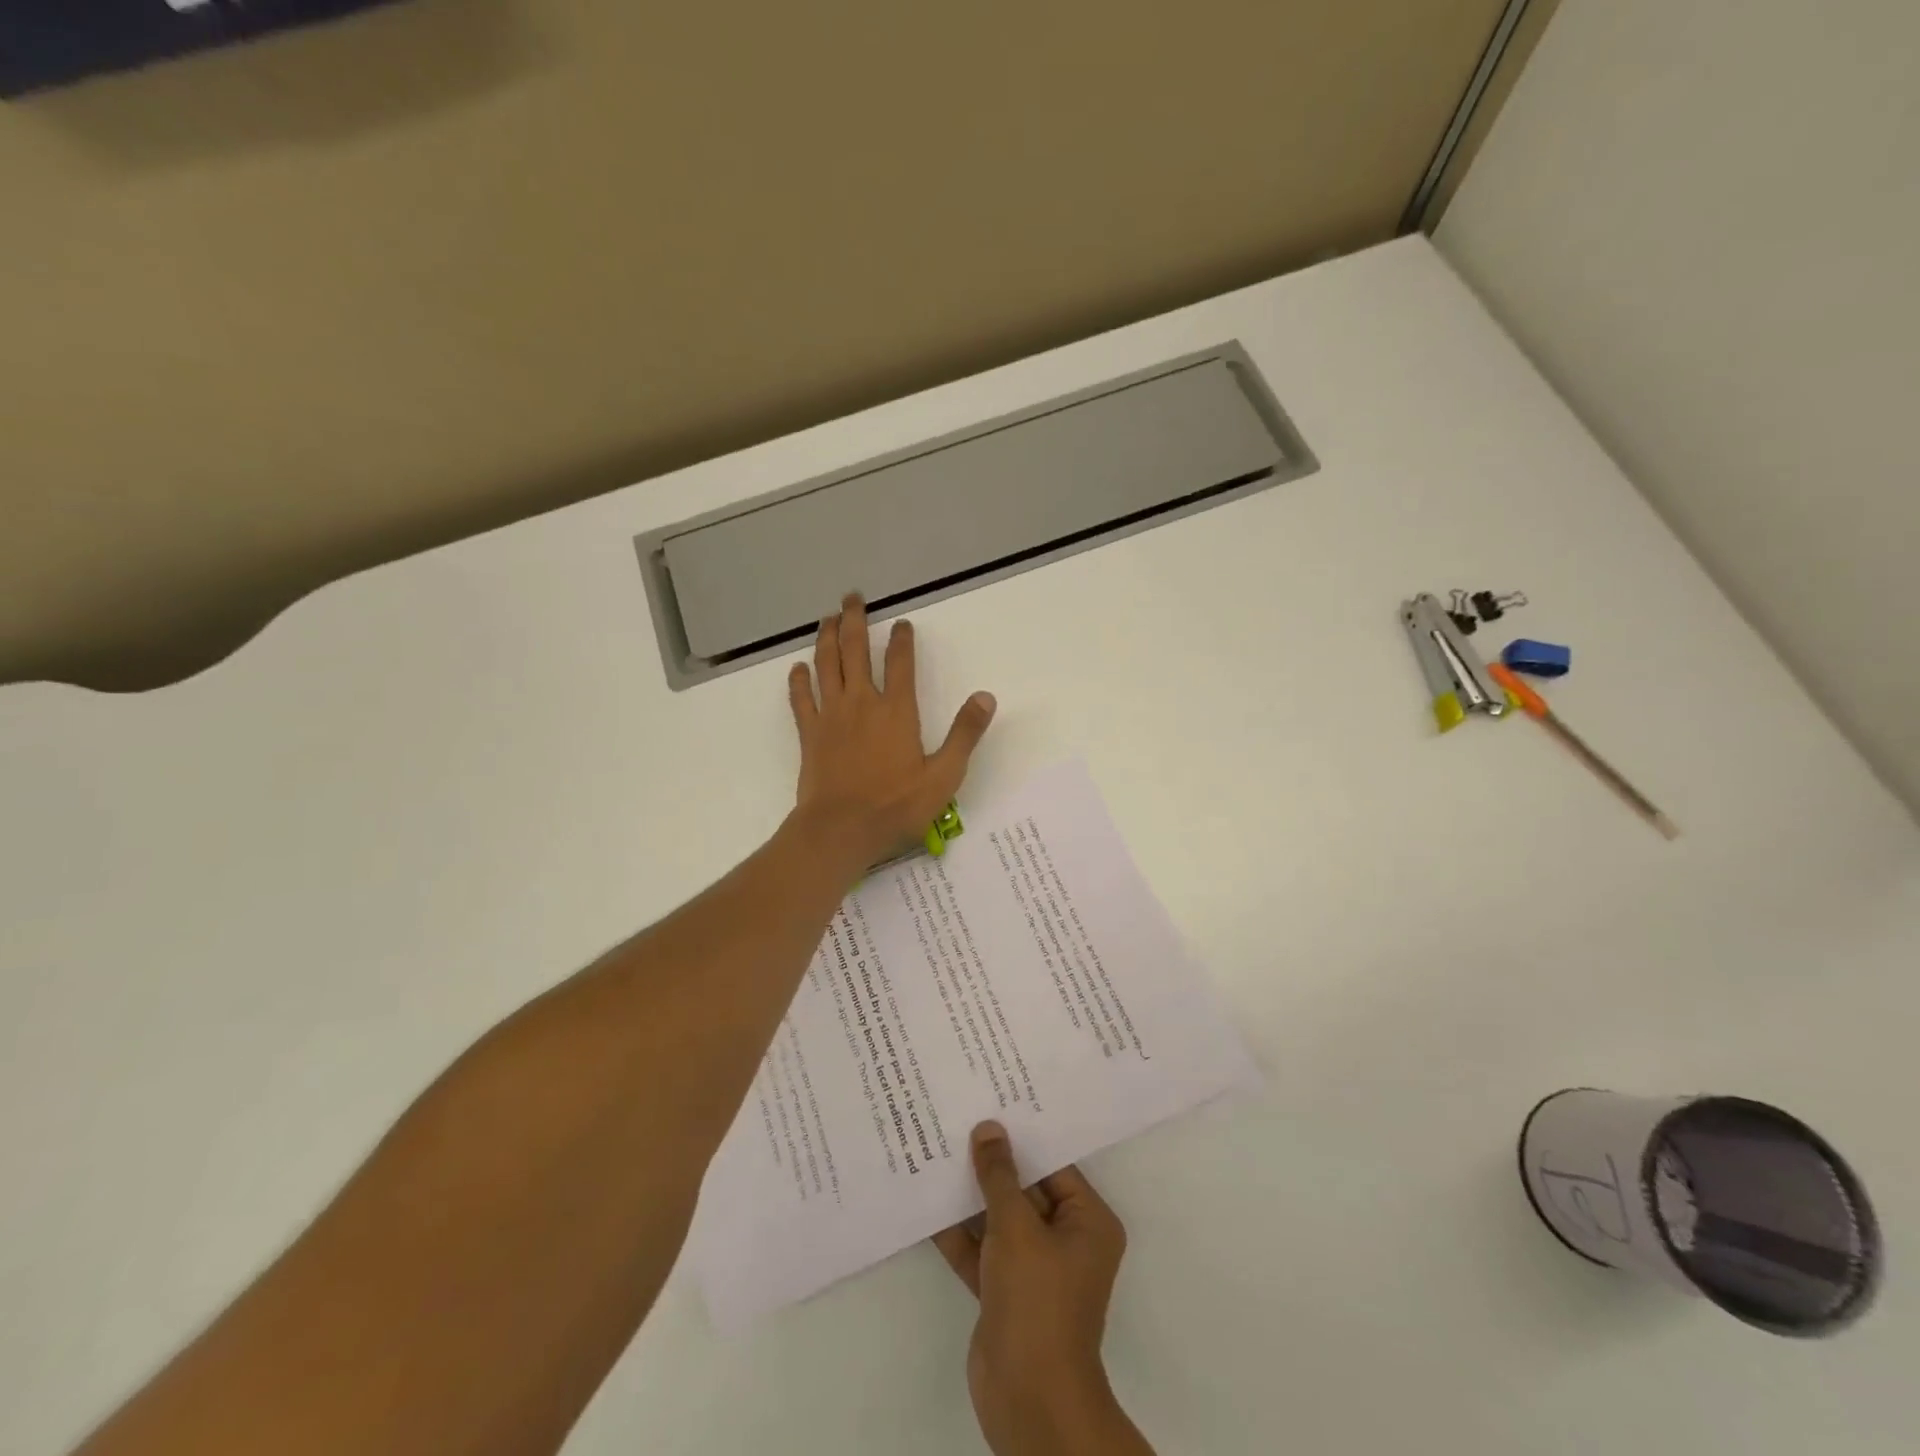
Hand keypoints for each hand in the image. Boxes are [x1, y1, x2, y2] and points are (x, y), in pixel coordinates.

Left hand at [788, 594, 995, 868]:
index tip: (902, 623)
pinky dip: (799, 680)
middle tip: (852, 597)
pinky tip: (798, 668)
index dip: (902, 640)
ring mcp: (831, 716)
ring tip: (828, 618)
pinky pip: (801, 699)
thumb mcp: (944, 776)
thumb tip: (985, 697)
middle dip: (855, 620)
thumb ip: (965, 734)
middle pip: (855, 650)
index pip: (901, 663)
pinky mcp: (809, 734)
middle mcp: (862, 703)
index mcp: (897, 711)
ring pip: (826, 665)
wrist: (840, 830)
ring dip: (827, 638)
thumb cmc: (895, 806)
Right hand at [933, 1123, 1151, 1455]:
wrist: (1029, 1399)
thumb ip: (999, 1176)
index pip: (1054, 1165)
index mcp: (1088, 1222)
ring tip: (938, 1150)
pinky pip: (982, 1250)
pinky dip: (959, 1232)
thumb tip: (988, 1129)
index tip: (993, 1104)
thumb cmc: (1037, 1301)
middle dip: (993, 1164)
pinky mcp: (1006, 1292)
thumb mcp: (1017, 1226)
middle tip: (961, 1119)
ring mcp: (1035, 1269)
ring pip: (1001, 1219)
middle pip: (1026, 1189)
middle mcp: (1067, 1240)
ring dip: (971, 1195)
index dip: (1022, 1136)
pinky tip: (928, 1202)